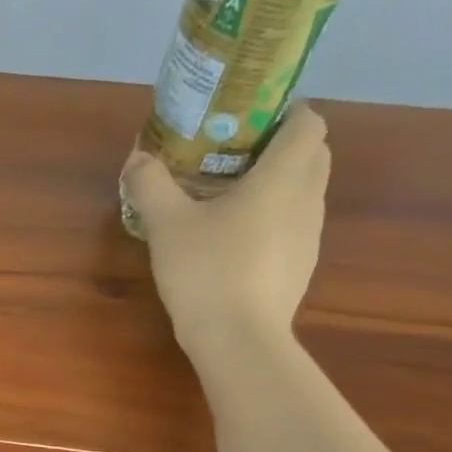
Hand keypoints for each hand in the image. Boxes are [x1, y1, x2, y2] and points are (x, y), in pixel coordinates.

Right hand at [121, 106, 330, 369]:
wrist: (238, 340)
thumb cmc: (207, 270)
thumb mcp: (166, 224)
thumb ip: (150, 184)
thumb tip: (138, 157)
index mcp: (283, 176)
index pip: (308, 121)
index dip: (284, 111)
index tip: (246, 121)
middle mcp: (308, 199)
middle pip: (312, 153)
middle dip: (279, 145)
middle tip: (232, 155)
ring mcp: (309, 236)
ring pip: (304, 191)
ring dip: (276, 184)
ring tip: (228, 197)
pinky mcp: (300, 266)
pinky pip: (293, 225)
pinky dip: (272, 218)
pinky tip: (234, 240)